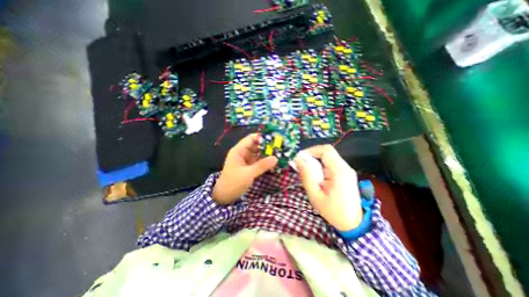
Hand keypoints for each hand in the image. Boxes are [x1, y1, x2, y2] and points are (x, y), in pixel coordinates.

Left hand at [212, 134, 276, 204]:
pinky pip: (259, 160)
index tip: (274, 138)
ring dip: (267, 153)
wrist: (225, 196)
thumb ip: (262, 165)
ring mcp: (246, 160)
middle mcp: (243, 153)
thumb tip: (276, 158)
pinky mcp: (249, 166)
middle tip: (280, 146)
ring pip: (258, 153)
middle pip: (256, 145)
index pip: (251, 138)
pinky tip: (274, 161)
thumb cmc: (233, 183)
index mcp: (239, 150)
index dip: (262, 137)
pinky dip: (265, 160)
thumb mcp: (248, 174)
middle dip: (267, 145)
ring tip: (280, 153)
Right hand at [293, 145, 363, 229]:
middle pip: (327, 152)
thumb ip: (306, 176)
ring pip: (328, 157)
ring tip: (308, 172)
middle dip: (312, 156)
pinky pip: (331, 163)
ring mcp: (346, 169)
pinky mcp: (345, 173)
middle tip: (301, 166)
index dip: (311, 150)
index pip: (326, 150)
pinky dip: (321, 165)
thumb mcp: (315, 195)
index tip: (300, 158)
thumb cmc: (333, 211)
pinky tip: (316, 176)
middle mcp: (345, 167)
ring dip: (315, 161)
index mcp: (339, 171)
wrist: (353, 223)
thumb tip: (297, 160)